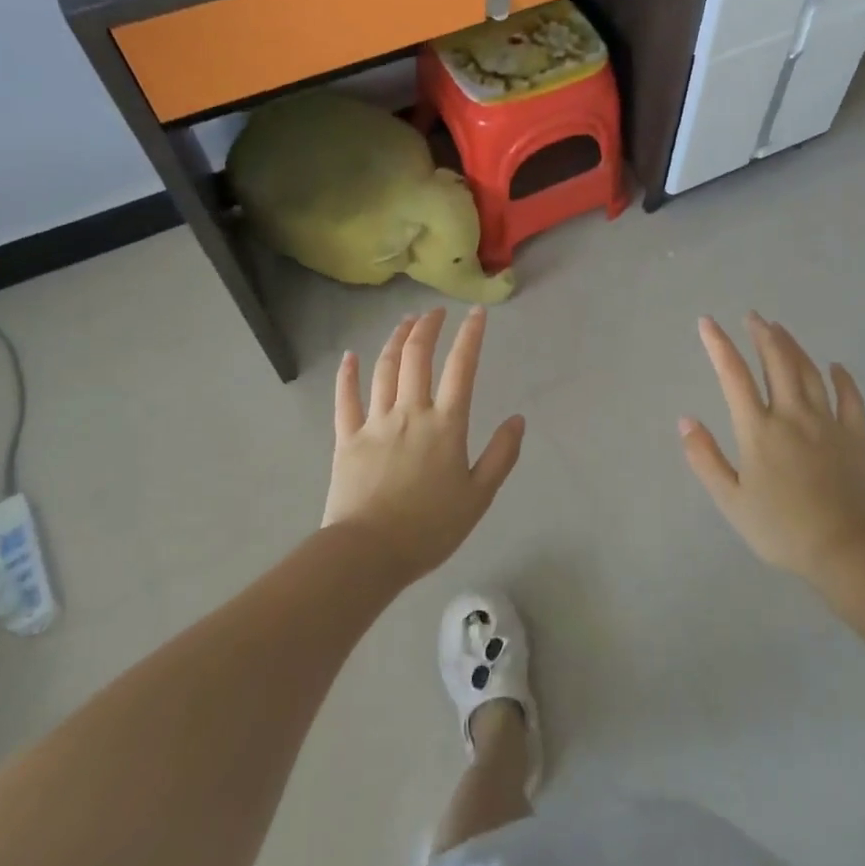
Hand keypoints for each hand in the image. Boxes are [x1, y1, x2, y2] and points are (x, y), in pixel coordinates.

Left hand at [323, 307, 524, 582]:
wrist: (368, 553)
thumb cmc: (429, 528)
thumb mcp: (479, 497)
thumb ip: (501, 455)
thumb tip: (518, 420)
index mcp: (445, 425)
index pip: (461, 368)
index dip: (470, 336)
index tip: (477, 313)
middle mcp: (410, 412)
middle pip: (417, 356)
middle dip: (428, 327)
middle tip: (436, 311)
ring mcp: (375, 422)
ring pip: (385, 369)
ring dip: (396, 340)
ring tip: (406, 322)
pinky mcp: (347, 438)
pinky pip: (346, 398)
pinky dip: (348, 374)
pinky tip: (350, 356)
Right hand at [679, 313, 864, 581]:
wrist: (846, 551)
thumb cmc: (781, 529)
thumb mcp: (731, 500)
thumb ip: (705, 458)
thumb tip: (685, 420)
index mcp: (759, 430)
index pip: (733, 376)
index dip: (719, 345)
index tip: (707, 322)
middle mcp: (792, 416)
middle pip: (776, 363)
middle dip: (762, 335)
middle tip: (753, 316)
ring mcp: (827, 423)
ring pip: (809, 372)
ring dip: (793, 346)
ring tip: (780, 329)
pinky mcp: (855, 437)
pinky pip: (850, 398)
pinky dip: (842, 378)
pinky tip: (835, 366)